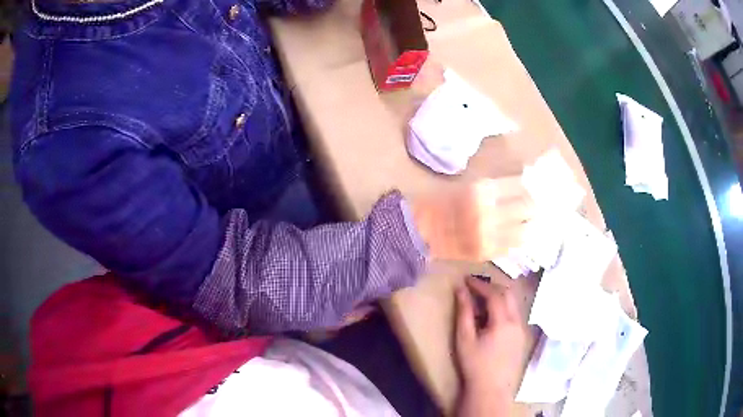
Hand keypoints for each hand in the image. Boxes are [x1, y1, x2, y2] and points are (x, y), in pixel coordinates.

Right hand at [410, 177, 533, 261]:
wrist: (420, 232)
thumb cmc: (440, 203)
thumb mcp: (467, 185)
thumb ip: (494, 187)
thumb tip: (521, 185)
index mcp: (481, 190)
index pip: (519, 185)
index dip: (526, 185)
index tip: (527, 187)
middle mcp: (489, 212)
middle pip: (527, 206)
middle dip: (532, 204)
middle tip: (529, 204)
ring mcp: (489, 235)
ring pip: (525, 229)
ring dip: (528, 223)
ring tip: (525, 220)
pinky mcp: (487, 253)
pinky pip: (513, 245)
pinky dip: (518, 238)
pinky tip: (514, 234)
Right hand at [455, 277, 528, 416]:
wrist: (491, 389)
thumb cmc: (475, 364)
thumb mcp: (464, 338)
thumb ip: (464, 312)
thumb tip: (461, 290)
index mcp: (503, 321)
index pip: (494, 294)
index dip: (480, 284)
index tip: (466, 280)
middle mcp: (517, 322)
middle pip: (508, 294)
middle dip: (492, 287)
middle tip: (475, 287)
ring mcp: (521, 330)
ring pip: (514, 304)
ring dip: (499, 297)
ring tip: (481, 302)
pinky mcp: (521, 337)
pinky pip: (514, 314)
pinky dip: (504, 308)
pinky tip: (491, 319)